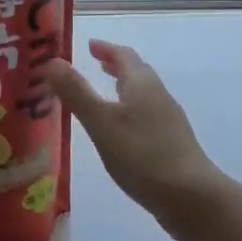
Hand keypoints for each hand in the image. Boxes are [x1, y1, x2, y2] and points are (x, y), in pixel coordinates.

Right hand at [41, 40, 221, 221]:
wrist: (189, 195)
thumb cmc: (141, 154)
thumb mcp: (101, 122)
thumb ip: (76, 92)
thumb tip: (51, 60)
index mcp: (142, 84)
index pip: (124, 55)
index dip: (106, 48)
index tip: (89, 45)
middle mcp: (158, 96)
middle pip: (137, 73)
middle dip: (116, 66)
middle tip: (95, 64)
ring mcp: (168, 121)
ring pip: (143, 95)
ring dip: (124, 88)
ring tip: (106, 94)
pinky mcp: (172, 144)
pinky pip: (147, 116)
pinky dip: (130, 112)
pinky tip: (122, 132)